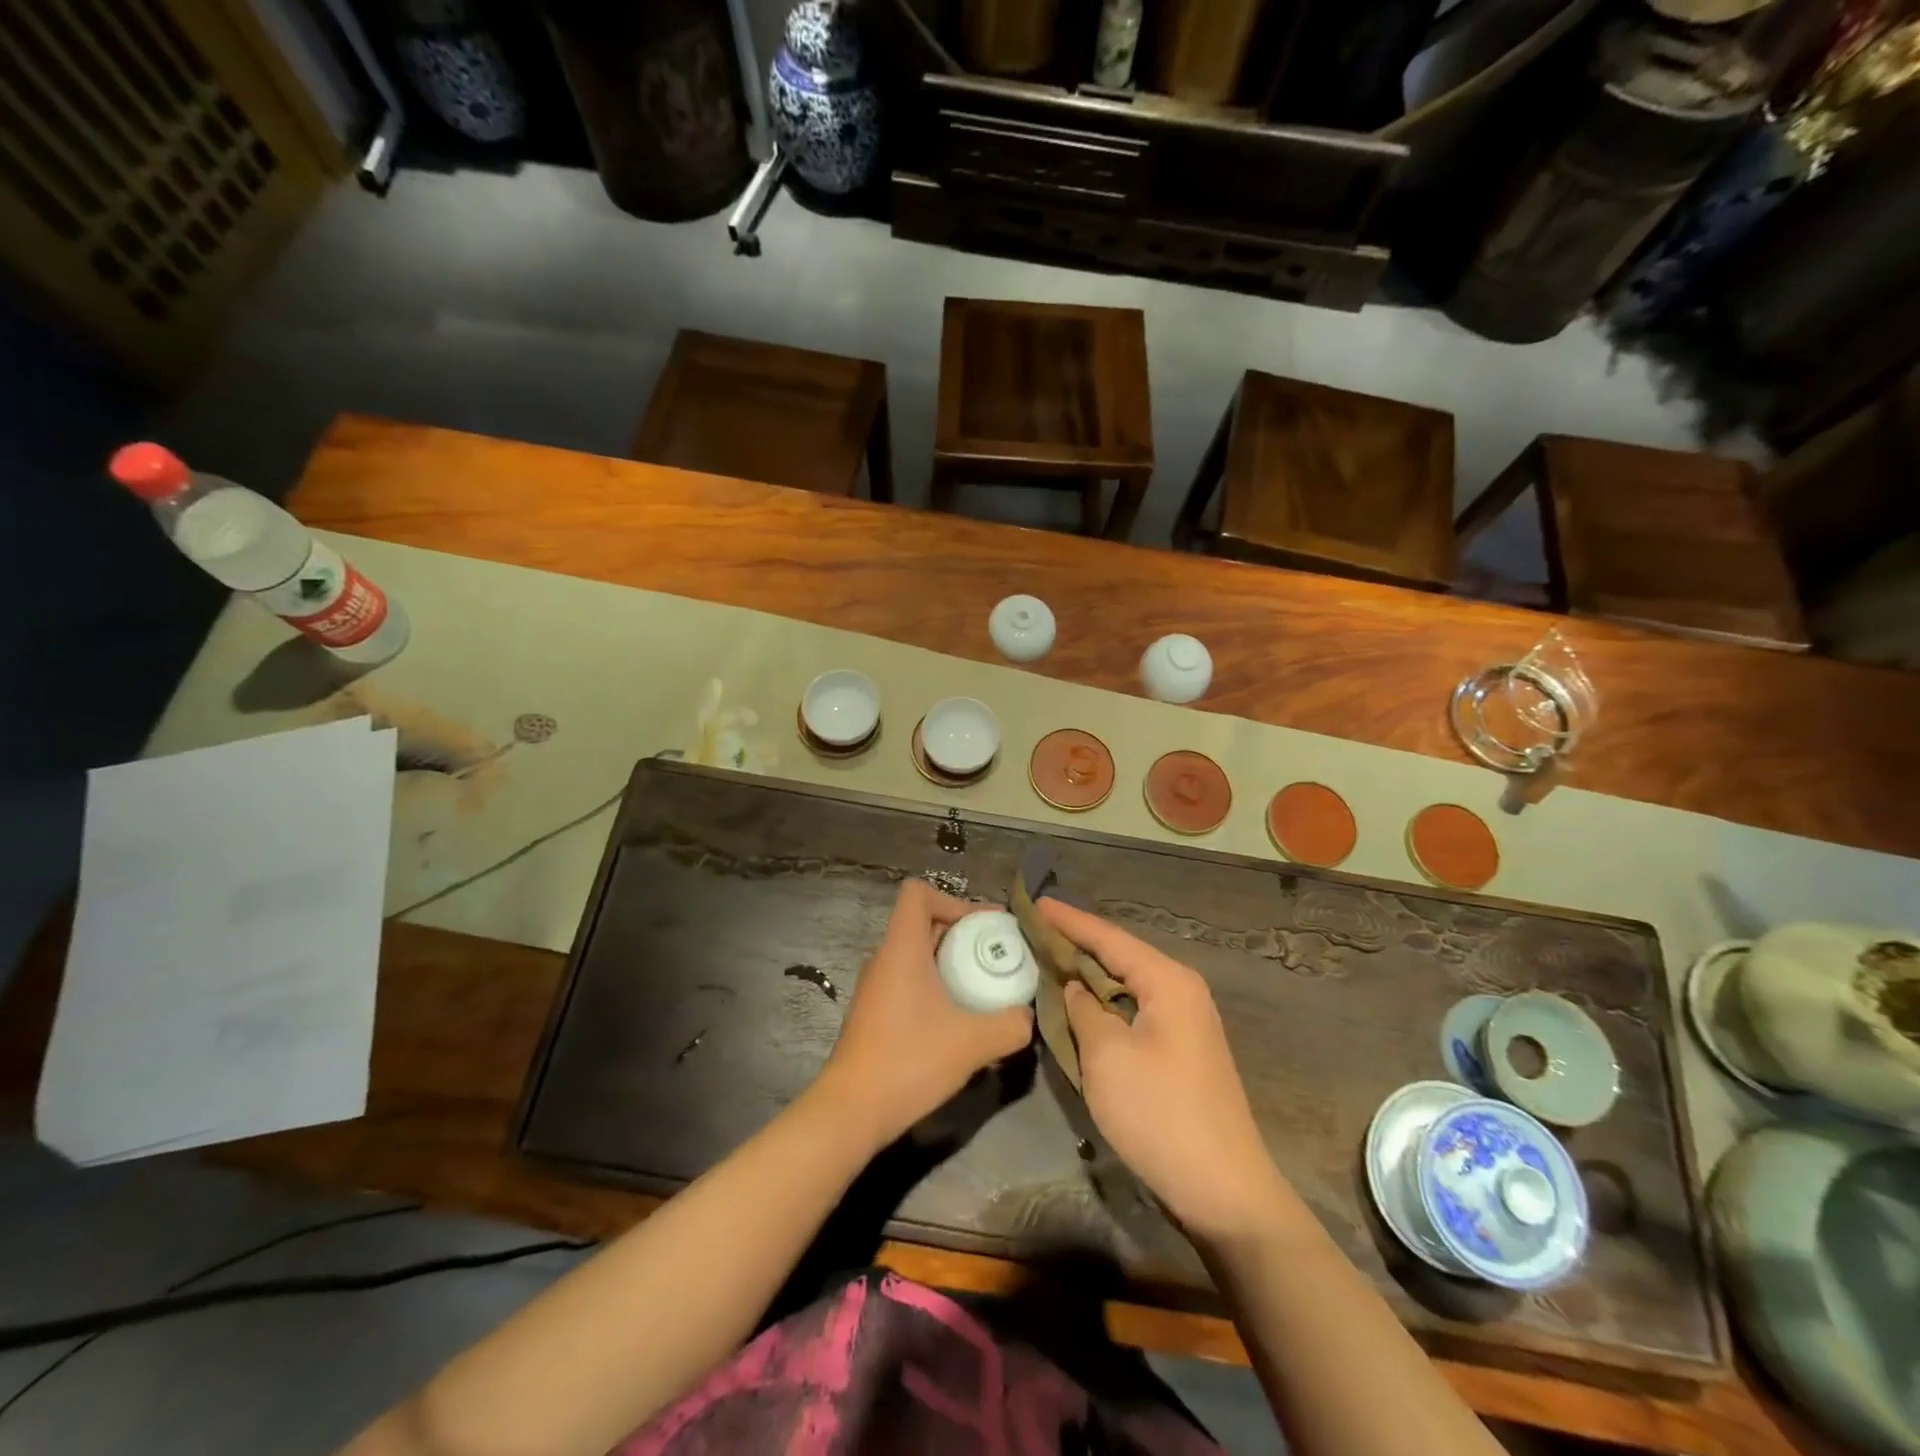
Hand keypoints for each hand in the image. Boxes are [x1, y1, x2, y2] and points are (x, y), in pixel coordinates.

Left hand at [814, 880, 1032, 1148]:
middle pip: (923, 922)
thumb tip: (1028, 1017)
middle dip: (963, 933)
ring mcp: (875, 987)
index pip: (918, 893)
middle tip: (997, 956)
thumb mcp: (973, 1043)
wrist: (851, 1111)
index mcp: (901, 947)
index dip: (954, 900)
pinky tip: (958, 1021)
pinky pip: (908, 981)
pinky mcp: (874, 1013)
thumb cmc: (909, 1061)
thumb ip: (1010, 1025)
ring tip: (983, 988)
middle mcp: (884, 958)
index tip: (984, 928)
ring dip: (950, 963)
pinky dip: (935, 987)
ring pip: (916, 955)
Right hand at [1038, 897, 1287, 1245]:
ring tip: (1050, 962)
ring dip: (1090, 976)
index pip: (1109, 937)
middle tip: (1035, 932)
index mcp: (1168, 981)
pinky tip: (1081, 1008)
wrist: (1222, 1191)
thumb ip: (1084, 1010)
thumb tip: (1076, 989)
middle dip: (1078, 945)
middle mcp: (1181, 991)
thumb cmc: (1159, 1113)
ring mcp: (1185, 1023)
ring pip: (1127, 986)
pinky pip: (1134, 1012)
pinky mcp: (1181, 1051)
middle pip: (1120, 957)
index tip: (1036, 902)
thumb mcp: (1106, 1055)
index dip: (1070, 921)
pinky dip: (1105, 1005)